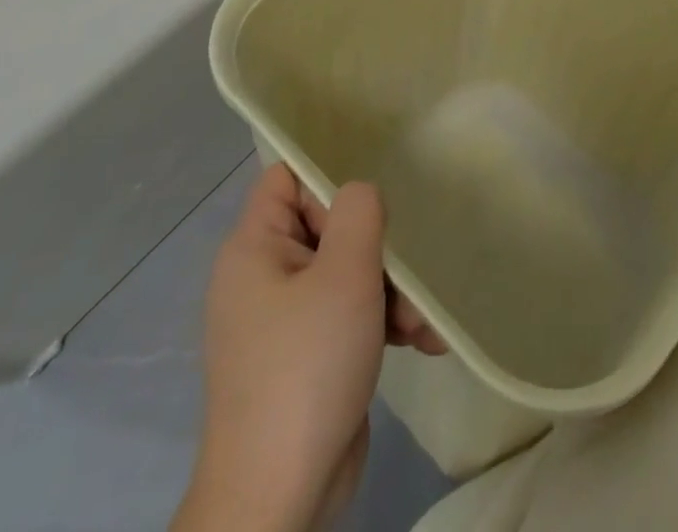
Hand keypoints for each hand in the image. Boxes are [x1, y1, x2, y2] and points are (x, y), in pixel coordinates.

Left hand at [174, 163, 442, 531]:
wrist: (279, 501)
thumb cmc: (307, 367)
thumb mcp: (344, 274)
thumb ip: (358, 212)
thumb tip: (361, 195)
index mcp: (254, 249)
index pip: (287, 178)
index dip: (329, 181)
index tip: (369, 209)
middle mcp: (263, 278)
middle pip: (328, 226)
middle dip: (377, 250)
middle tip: (406, 277)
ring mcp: (284, 321)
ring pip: (346, 274)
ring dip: (391, 292)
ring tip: (421, 324)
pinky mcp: (306, 357)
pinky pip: (347, 316)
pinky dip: (382, 324)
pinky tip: (423, 343)